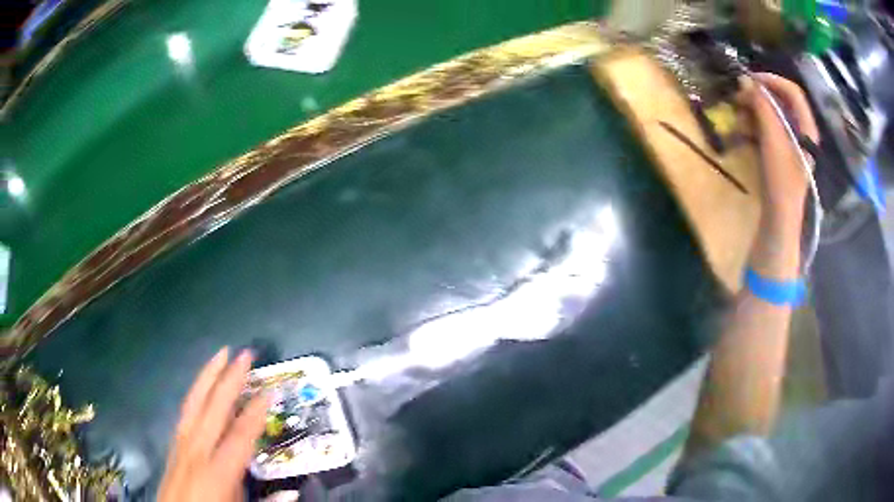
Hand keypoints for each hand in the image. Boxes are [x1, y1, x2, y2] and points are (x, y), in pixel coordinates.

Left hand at [158, 348, 269, 501]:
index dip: (256, 412)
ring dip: (208, 376)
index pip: (240, 435)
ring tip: (220, 355)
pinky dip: (195, 393)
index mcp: (217, 471)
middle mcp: (196, 451)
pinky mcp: (172, 445)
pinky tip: (201, 387)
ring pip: (193, 403)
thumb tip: (293, 494)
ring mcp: (180, 445)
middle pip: (213, 408)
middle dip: (229, 379)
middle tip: (244, 354)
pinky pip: (185, 412)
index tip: (269, 390)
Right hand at [738, 73, 819, 227]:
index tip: (750, 79)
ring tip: (738, 115)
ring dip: (754, 109)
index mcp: (807, 127)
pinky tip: (743, 129)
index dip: (772, 80)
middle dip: (760, 95)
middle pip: (782, 101)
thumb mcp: (772, 141)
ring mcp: (792, 141)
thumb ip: (763, 108)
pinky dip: (756, 123)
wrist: (780, 217)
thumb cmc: (781, 180)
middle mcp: (801, 130)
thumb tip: (747, 82)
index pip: (793, 91)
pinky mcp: (782, 150)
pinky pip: (769, 127)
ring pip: (773, 113)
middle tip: (739, 96)